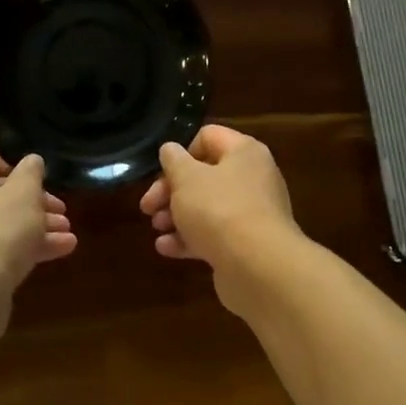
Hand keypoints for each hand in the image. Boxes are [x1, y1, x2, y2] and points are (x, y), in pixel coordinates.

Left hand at [0, 145, 76, 301]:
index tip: (32, 181)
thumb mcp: (23, 195)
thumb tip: (31, 161)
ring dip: (32, 226)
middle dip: (31, 201)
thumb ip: (31, 173)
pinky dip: (18, 248)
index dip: (10, 162)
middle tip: (59, 210)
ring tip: (66, 234)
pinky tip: (57, 252)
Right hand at [139, 125, 299, 286]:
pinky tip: (165, 248)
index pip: (208, 137)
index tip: (162, 172)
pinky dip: (189, 239)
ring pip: (207, 207)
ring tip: (156, 227)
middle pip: (204, 175)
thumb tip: (170, 150)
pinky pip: (214, 235)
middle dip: (171, 190)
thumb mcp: (186, 178)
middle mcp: (253, 178)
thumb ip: (173, 160)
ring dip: (177, 216)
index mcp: (244, 153)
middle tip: (147, 206)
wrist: (258, 267)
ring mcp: (252, 214)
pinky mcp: (246, 245)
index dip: (181, 152)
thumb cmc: (219, 210)